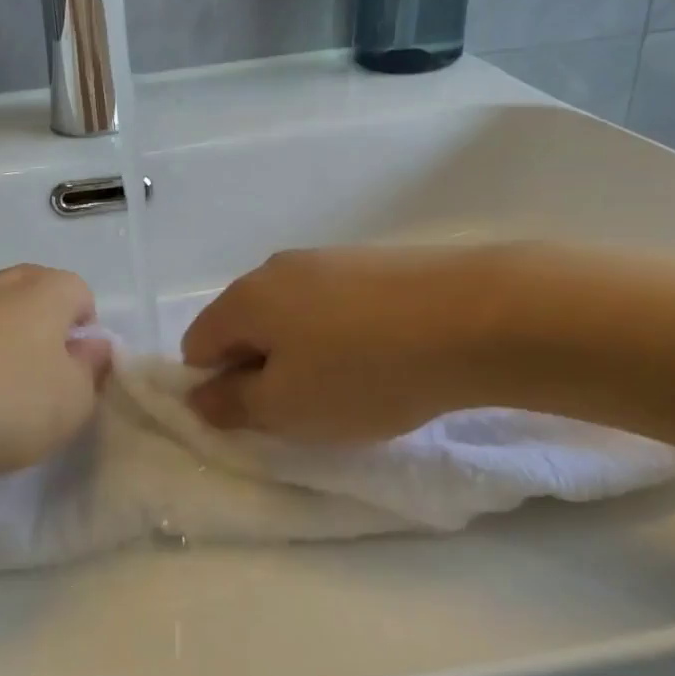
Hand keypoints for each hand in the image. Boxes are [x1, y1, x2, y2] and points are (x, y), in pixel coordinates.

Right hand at [182, 245, 510, 441]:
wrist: (477, 315)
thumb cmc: (364, 371)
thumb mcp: (287, 408)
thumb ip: (232, 405)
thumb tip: (197, 397)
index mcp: (243, 299)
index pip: (197, 346)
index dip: (217, 388)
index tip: (260, 417)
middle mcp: (275, 268)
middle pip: (244, 327)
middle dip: (261, 369)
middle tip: (305, 407)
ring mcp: (327, 259)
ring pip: (291, 315)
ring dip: (303, 352)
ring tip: (351, 384)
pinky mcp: (373, 261)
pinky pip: (334, 304)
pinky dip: (342, 334)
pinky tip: (384, 355)